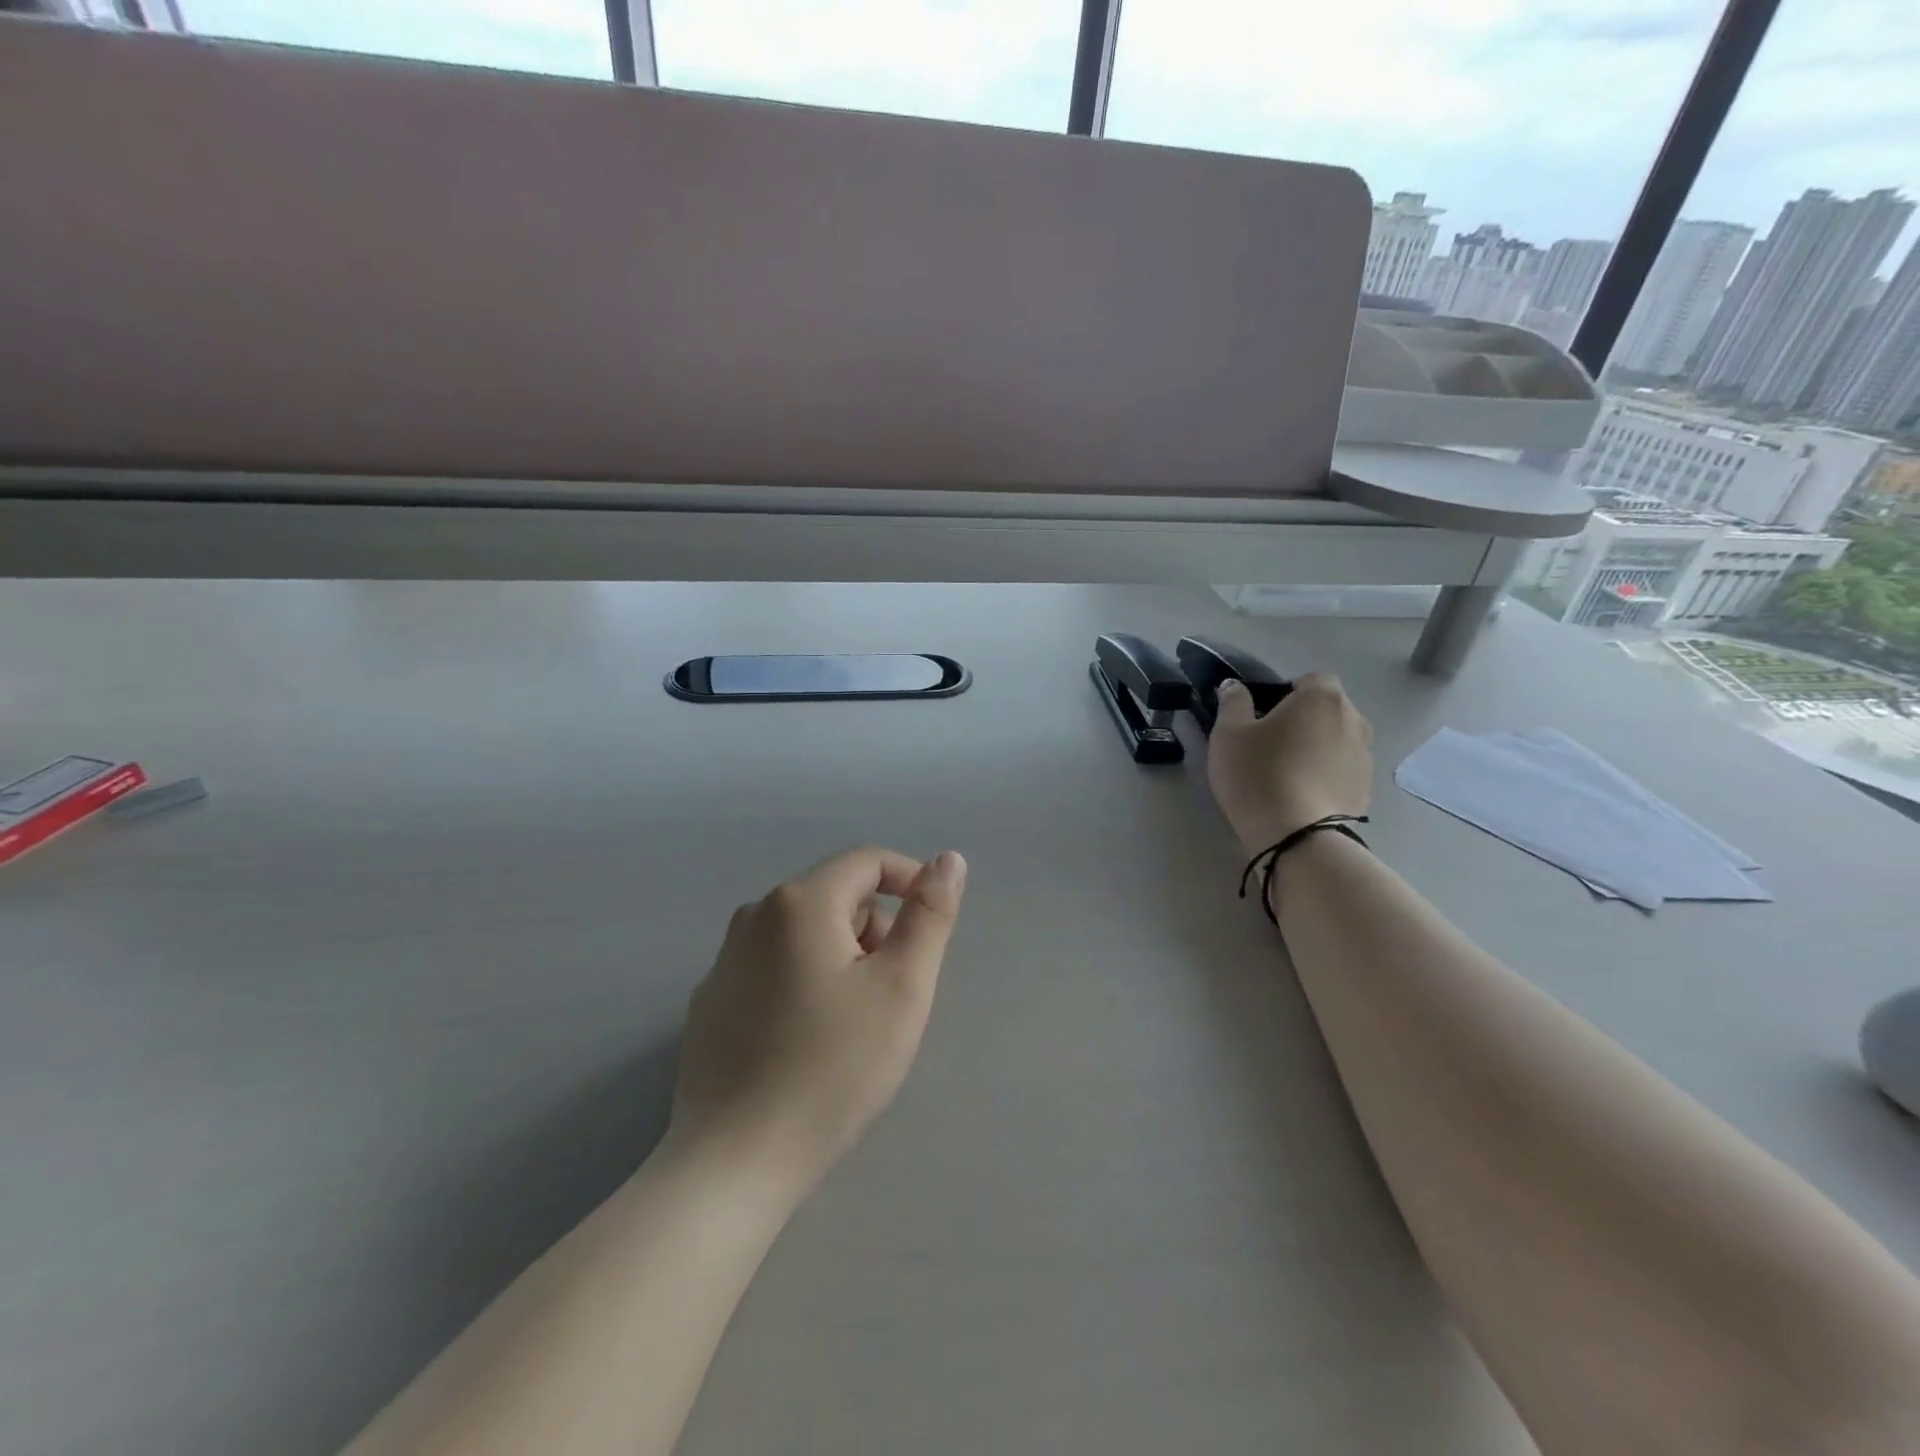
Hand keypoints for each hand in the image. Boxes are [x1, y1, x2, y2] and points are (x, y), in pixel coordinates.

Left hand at [668, 847, 967, 1197]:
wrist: (735, 1161)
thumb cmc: (833, 1067)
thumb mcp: (902, 987)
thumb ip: (930, 914)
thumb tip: (948, 859)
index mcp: (800, 902)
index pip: (868, 861)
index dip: (910, 881)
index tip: (931, 930)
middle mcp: (754, 916)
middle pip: (836, 897)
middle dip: (873, 932)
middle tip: (887, 996)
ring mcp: (725, 959)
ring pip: (805, 933)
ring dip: (840, 959)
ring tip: (849, 1025)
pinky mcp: (710, 1001)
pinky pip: (772, 967)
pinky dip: (802, 983)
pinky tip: (804, 1042)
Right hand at [1206, 673, 1373, 853]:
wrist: (1296, 836)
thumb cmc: (1258, 774)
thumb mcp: (1228, 734)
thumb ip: (1232, 702)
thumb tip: (1234, 685)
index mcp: (1322, 697)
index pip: (1309, 680)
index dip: (1285, 694)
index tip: (1263, 718)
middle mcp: (1354, 719)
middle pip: (1327, 709)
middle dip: (1304, 720)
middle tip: (1271, 745)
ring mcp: (1366, 755)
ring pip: (1337, 740)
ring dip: (1318, 747)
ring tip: (1288, 773)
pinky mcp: (1367, 789)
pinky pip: (1343, 770)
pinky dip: (1327, 775)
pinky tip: (1302, 795)